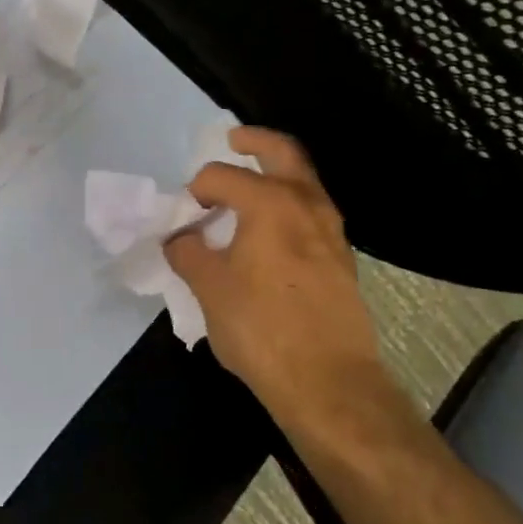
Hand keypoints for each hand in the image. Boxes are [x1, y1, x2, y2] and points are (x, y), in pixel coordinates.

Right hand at [164, 128, 388, 433]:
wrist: (329, 384)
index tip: (184, 213)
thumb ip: (188, 252)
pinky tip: (267, 233)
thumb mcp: (208, 288)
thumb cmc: (261, 328)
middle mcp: (307, 205)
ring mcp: (331, 232)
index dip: (196, 188)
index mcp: (270, 203)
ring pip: (304, 183)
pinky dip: (288, 206)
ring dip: (275, 175)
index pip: (222, 176)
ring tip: (246, 190)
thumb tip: (181, 238)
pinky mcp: (341, 260)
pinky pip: (311, 213)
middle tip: (233, 140)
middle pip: (283, 153)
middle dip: (255, 141)